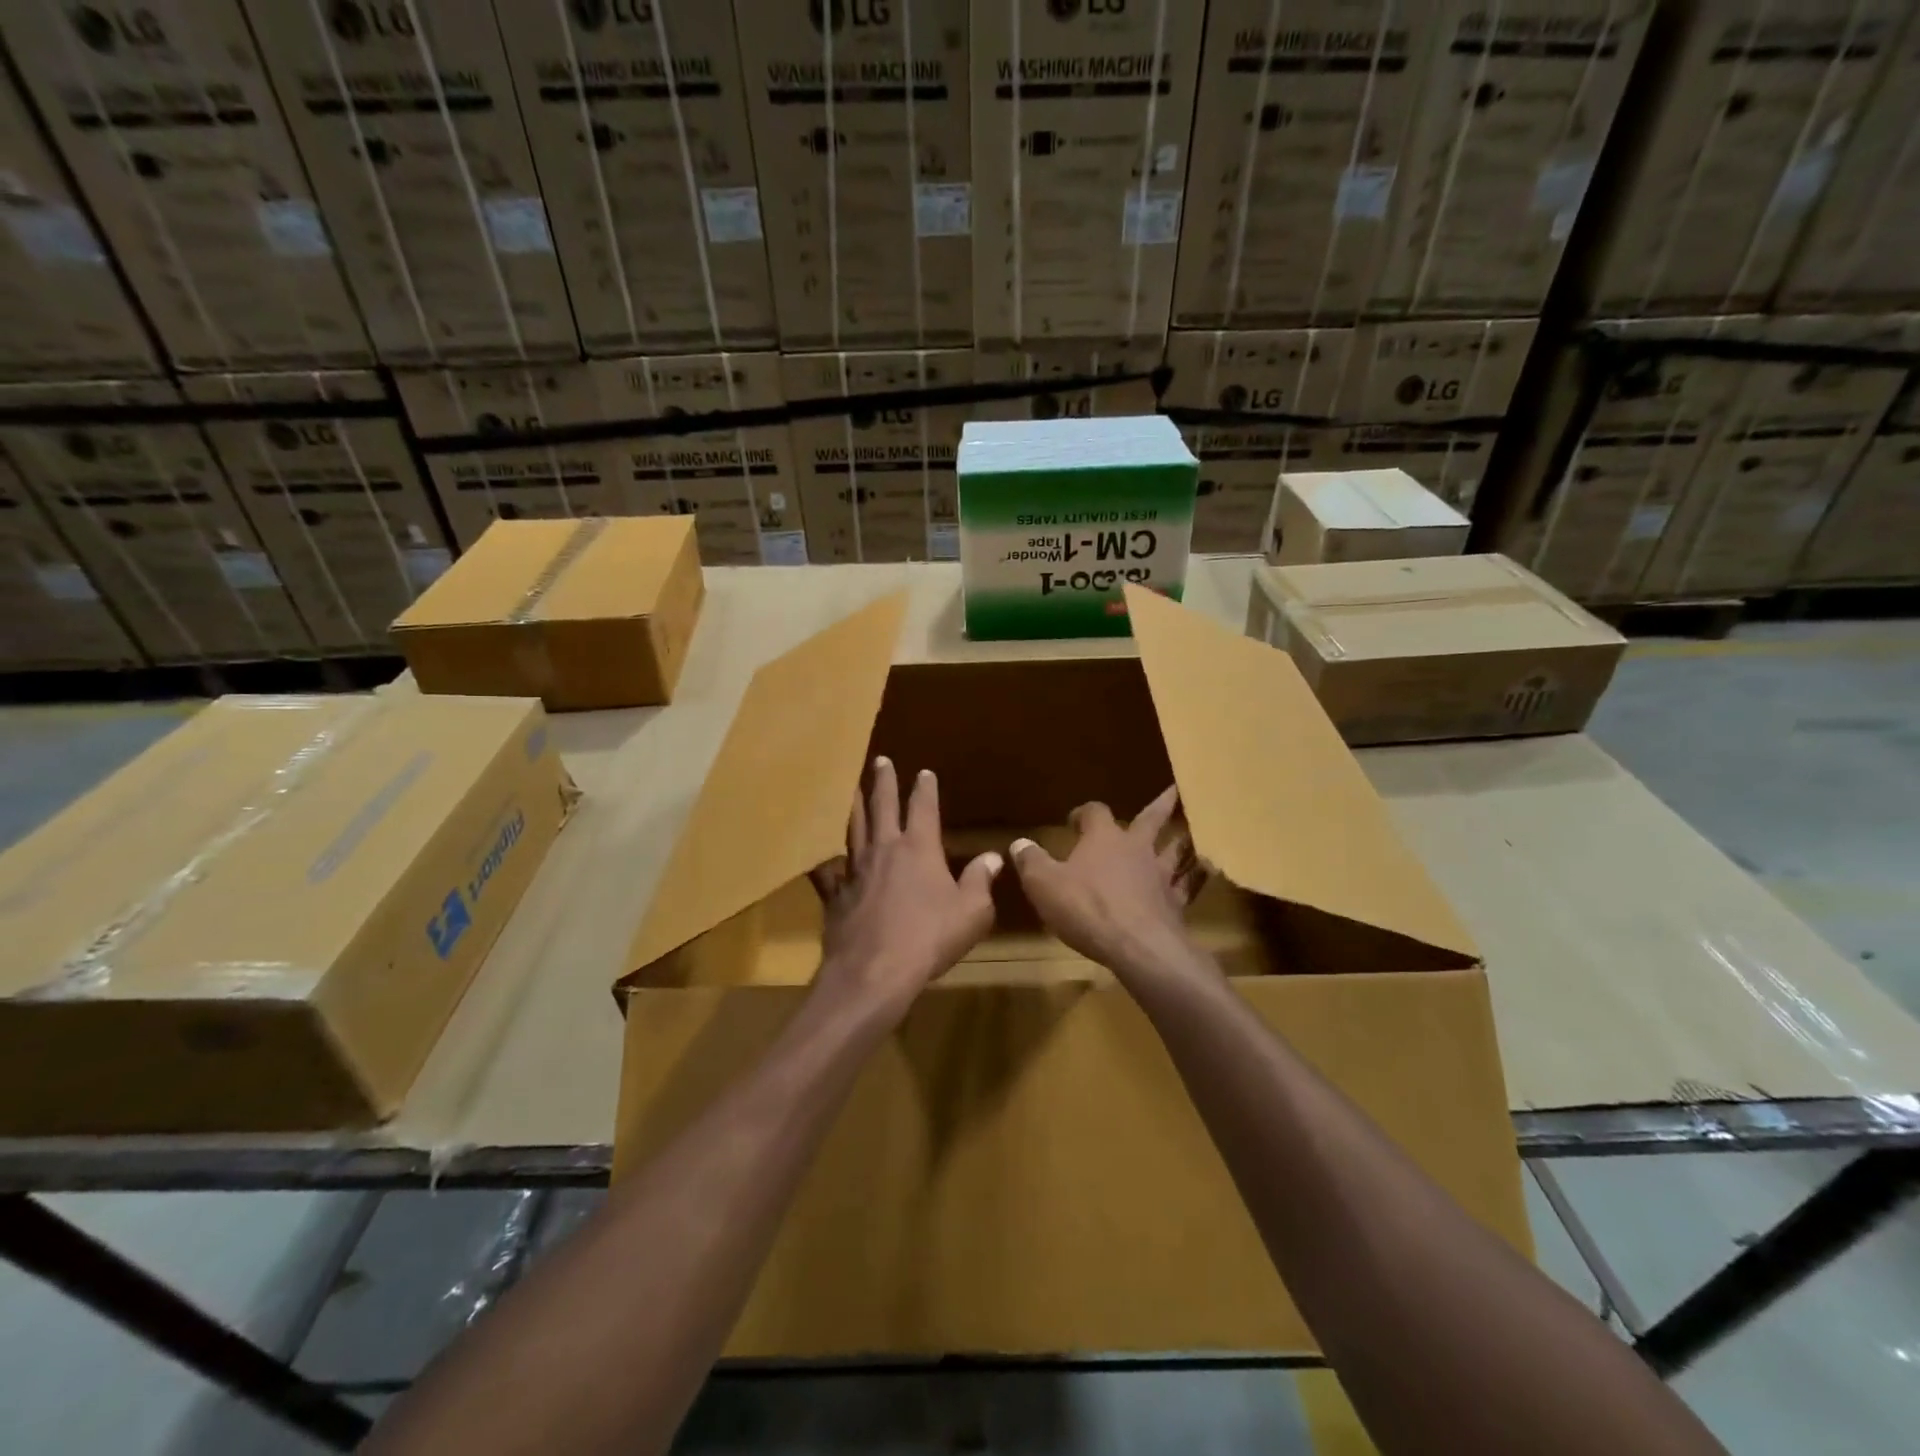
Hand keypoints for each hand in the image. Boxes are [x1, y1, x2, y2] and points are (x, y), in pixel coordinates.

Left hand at [807, 756, 1002, 1020]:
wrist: (874, 971)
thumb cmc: (930, 938)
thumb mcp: (971, 912)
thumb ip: (980, 881)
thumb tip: (993, 857)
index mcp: (919, 848)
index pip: (923, 808)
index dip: (925, 788)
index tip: (924, 772)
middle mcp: (885, 849)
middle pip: (882, 806)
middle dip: (883, 782)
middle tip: (879, 761)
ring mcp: (856, 869)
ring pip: (852, 827)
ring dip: (852, 805)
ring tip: (848, 787)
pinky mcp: (836, 894)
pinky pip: (827, 870)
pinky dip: (823, 859)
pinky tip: (815, 853)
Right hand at [1010, 785, 1215, 991]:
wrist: (1138, 947)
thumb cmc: (1086, 908)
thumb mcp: (1044, 884)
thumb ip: (1031, 861)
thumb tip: (1019, 843)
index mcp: (1103, 839)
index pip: (1095, 812)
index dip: (1084, 813)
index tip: (1075, 819)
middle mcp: (1136, 849)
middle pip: (1151, 819)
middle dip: (1161, 804)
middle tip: (1177, 789)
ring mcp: (1160, 876)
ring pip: (1177, 849)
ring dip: (1184, 839)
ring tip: (1196, 830)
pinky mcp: (1176, 904)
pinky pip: (1190, 885)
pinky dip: (1198, 876)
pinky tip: (1209, 871)